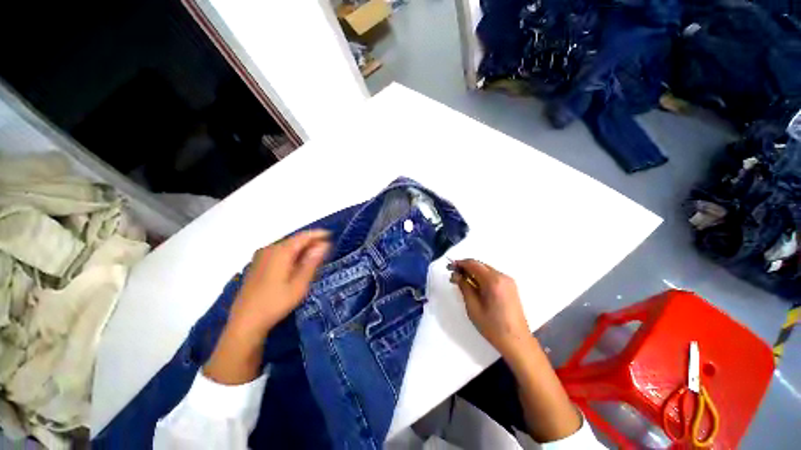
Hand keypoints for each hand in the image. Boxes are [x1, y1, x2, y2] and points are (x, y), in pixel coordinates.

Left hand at [229, 229, 330, 337]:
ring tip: (316, 255)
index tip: (331, 235)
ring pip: (287, 246)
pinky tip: (298, 263)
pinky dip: (292, 254)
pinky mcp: (257, 264)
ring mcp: (261, 256)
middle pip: (294, 240)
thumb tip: (324, 245)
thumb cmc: (276, 303)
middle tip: (326, 247)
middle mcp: (269, 249)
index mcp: (280, 252)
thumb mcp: (299, 284)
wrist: (245, 322)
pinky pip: (279, 253)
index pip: (303, 236)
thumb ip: (312, 262)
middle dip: (311, 242)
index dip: (318, 234)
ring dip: (302, 248)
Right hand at [450, 259, 531, 360]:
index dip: (460, 263)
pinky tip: (475, 286)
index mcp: (493, 281)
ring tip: (463, 281)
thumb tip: (456, 275)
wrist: (517, 341)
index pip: (473, 264)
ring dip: (474, 271)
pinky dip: (482, 277)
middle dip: (466, 267)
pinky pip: (493, 275)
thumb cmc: (492, 327)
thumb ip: (464, 287)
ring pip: (486, 269)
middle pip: (480, 265)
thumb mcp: (473, 307)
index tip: (450, 267)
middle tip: (454, 275)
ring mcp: (508, 281)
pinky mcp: (511, 286)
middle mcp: (502, 276)